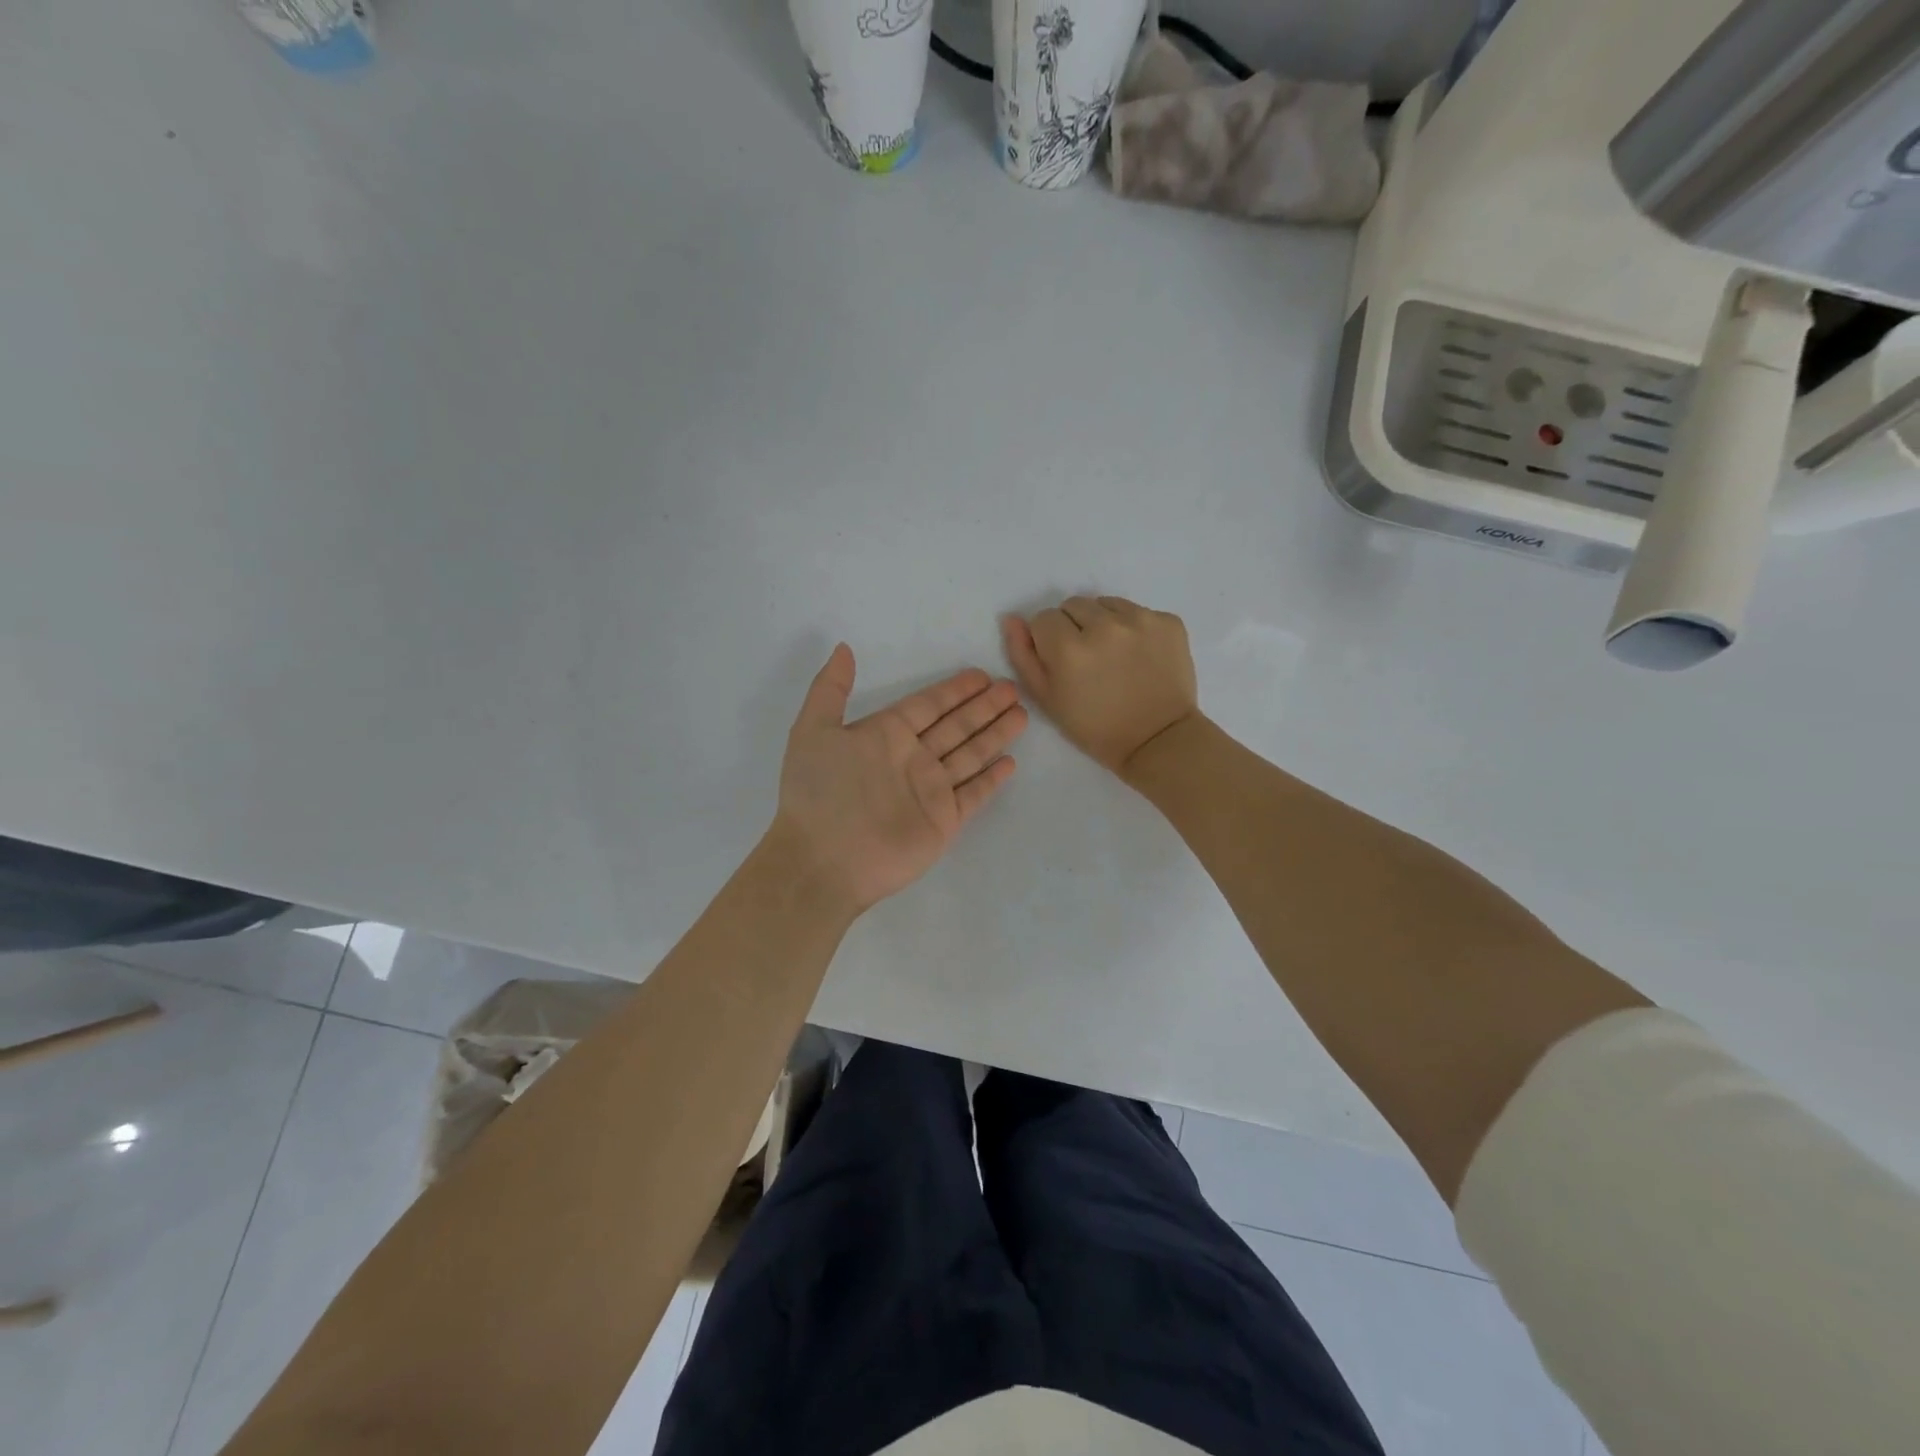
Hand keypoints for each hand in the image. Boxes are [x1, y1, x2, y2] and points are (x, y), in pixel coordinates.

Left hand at [773, 644, 1026, 913]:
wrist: (822, 861)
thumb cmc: (818, 793)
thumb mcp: (812, 731)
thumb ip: (830, 689)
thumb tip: (843, 648)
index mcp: (885, 735)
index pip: (928, 705)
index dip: (954, 690)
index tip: (981, 675)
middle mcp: (912, 758)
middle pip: (956, 726)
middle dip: (983, 707)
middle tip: (1012, 688)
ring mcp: (930, 791)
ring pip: (970, 754)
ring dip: (995, 734)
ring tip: (1021, 714)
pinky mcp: (943, 821)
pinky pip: (973, 794)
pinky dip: (991, 780)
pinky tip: (1009, 762)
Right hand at [1002, 596, 1198, 776]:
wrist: (1158, 740)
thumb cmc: (1095, 727)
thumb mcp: (1047, 699)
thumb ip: (1023, 656)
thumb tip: (1012, 619)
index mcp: (1068, 647)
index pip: (1043, 618)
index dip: (1048, 640)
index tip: (1062, 663)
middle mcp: (1104, 625)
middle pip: (1074, 605)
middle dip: (1074, 627)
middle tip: (1088, 660)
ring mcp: (1141, 619)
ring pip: (1106, 604)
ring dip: (1103, 623)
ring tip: (1114, 656)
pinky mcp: (1169, 621)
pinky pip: (1138, 611)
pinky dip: (1134, 628)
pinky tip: (1139, 656)